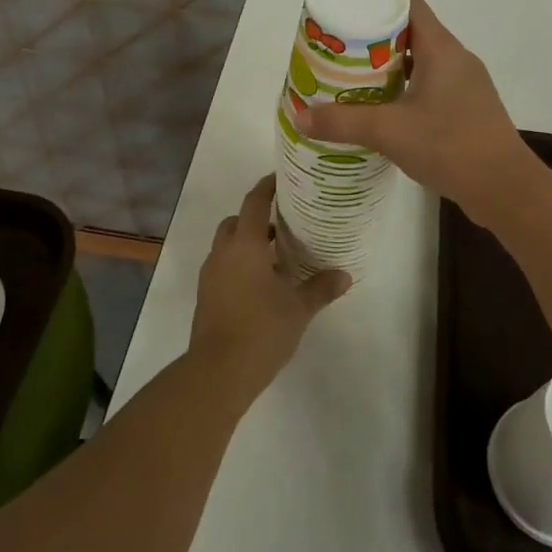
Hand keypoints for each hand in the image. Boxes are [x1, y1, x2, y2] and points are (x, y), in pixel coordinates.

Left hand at [190, 175, 349, 392]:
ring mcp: (210, 275)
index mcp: (245, 245)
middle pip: (236, 221)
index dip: (266, 187)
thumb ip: (321, 288)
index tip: (281, 179)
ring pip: (226, 245)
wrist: (217, 372)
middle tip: (282, 223)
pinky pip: (222, 266)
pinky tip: (260, 284)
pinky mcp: (206, 296)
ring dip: (246, 243)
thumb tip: (345, 275)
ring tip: (274, 255)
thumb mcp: (299, 308)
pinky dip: (238, 264)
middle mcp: (223, 253)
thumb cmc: (261, 329)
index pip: (253, 202)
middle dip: (255, 218)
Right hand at [300, 0, 531, 217]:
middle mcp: (457, 59)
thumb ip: (343, 122)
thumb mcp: (389, 132)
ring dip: (390, 69)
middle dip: (375, 41)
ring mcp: (466, 85)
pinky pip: (432, 87)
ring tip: (354, 82)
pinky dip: (406, 91)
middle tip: (340, 54)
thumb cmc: (450, 146)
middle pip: (412, 33)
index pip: (410, 5)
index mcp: (442, 49)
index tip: (347, 17)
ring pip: (422, 63)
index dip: (379, 4)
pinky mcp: (468, 110)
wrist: (506, 188)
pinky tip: (385, 112)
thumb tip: (300, 116)